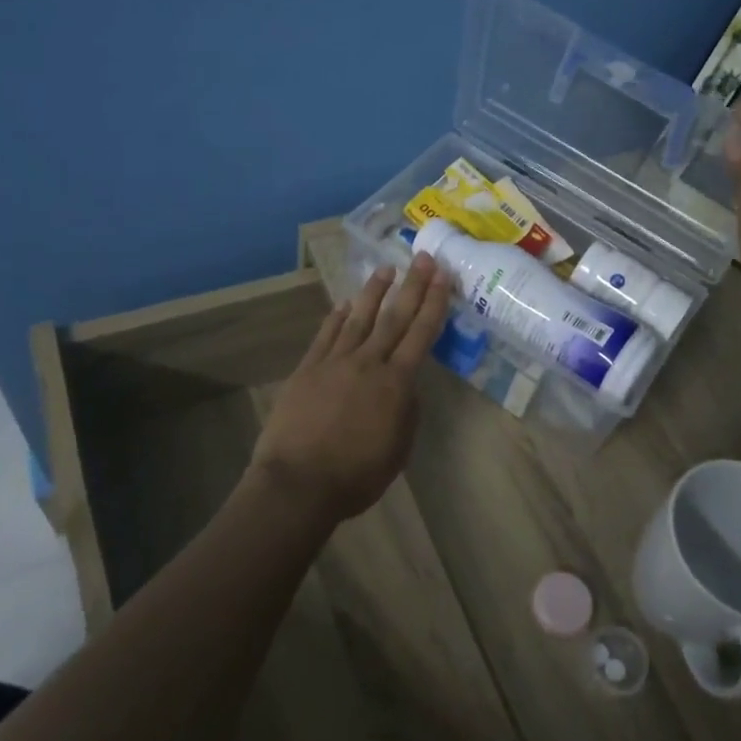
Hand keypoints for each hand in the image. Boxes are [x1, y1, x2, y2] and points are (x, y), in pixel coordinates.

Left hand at [249, 255, 451, 524]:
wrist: (298, 483)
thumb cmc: (356, 475)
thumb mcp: (399, 449)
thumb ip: (406, 411)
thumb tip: (406, 385)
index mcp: (396, 383)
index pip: (421, 334)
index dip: (433, 303)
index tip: (442, 276)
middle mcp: (368, 363)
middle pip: (394, 317)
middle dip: (411, 286)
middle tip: (421, 258)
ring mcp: (334, 362)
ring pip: (358, 318)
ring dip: (373, 292)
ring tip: (385, 269)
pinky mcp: (308, 369)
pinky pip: (326, 335)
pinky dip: (336, 317)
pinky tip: (343, 304)